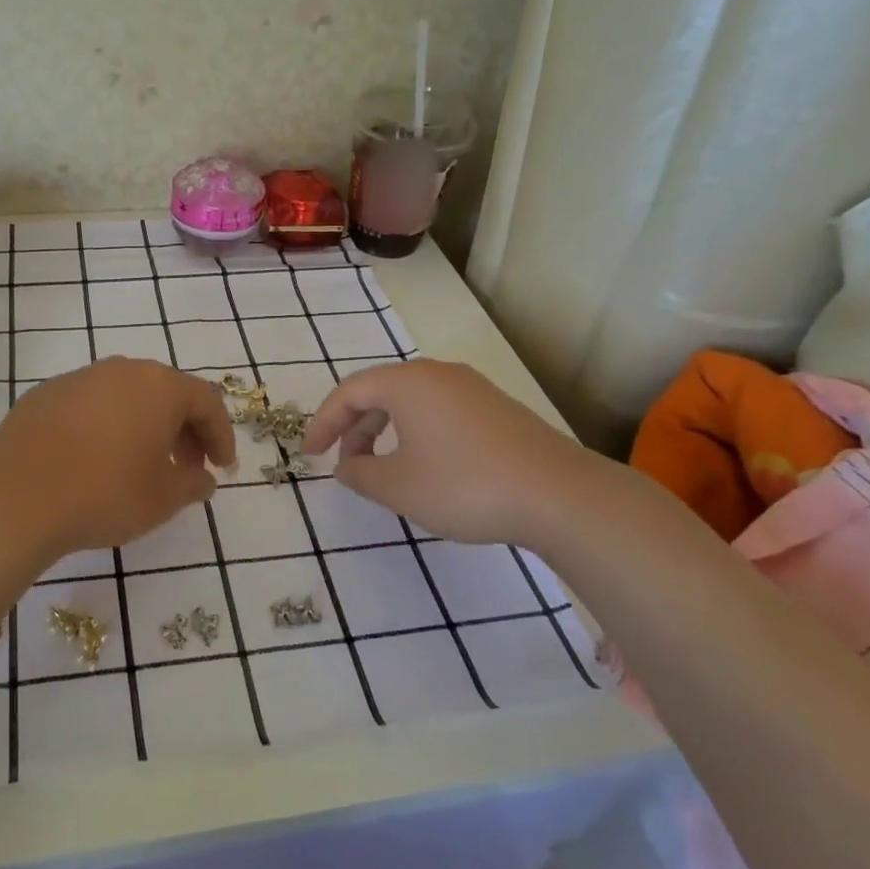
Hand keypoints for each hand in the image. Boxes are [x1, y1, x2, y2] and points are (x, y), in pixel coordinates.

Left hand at [0, 357, 236, 556]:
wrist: (16, 496)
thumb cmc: (105, 493)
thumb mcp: (163, 499)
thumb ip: (193, 484)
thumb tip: (203, 478)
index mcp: (159, 386)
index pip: (206, 401)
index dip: (220, 435)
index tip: (222, 467)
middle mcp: (122, 370)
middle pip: (166, 393)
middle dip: (183, 430)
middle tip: (186, 467)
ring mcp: (79, 378)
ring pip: (126, 396)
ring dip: (144, 426)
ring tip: (141, 464)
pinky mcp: (45, 394)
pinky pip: (91, 405)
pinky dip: (106, 426)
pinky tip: (96, 460)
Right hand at [302, 360, 606, 547]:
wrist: (559, 495)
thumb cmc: (464, 485)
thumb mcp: (398, 487)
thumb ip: (360, 473)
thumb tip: (347, 465)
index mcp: (407, 382)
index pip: (350, 392)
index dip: (324, 422)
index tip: (310, 454)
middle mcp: (437, 374)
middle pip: (380, 392)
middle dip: (355, 428)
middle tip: (346, 463)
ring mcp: (472, 388)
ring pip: (412, 402)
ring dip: (386, 431)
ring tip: (383, 469)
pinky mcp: (497, 409)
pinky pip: (440, 412)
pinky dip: (417, 433)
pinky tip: (426, 467)